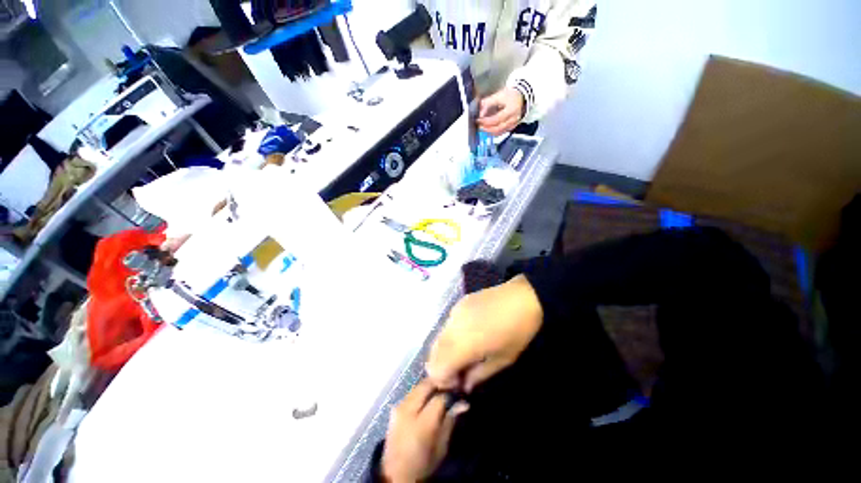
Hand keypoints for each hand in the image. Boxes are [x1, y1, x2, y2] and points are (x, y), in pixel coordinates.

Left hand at [381, 380, 469, 482]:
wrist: (395, 474)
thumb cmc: (423, 465)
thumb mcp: (441, 447)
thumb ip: (450, 421)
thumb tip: (463, 403)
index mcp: (421, 424)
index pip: (439, 398)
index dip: (450, 394)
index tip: (458, 395)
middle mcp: (408, 410)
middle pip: (426, 385)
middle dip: (439, 384)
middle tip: (449, 389)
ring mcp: (399, 407)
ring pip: (418, 386)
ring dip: (429, 387)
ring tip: (439, 393)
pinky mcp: (394, 407)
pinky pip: (411, 392)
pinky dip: (421, 392)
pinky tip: (427, 399)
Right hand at [426, 275, 542, 392]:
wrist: (522, 296)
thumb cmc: (517, 332)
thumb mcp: (502, 361)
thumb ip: (477, 376)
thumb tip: (463, 385)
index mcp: (461, 345)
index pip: (435, 369)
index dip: (444, 381)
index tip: (460, 382)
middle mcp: (450, 328)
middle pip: (433, 354)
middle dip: (444, 366)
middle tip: (463, 369)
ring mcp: (453, 313)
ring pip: (438, 338)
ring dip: (447, 351)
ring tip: (467, 352)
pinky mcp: (458, 304)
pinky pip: (447, 325)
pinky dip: (452, 336)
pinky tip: (469, 333)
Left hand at [477, 87, 525, 135]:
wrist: (521, 95)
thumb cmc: (510, 95)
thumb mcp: (498, 95)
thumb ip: (488, 103)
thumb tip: (480, 112)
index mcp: (511, 110)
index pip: (496, 119)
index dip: (486, 121)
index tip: (478, 120)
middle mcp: (513, 119)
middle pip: (498, 128)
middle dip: (487, 128)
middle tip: (479, 126)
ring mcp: (513, 124)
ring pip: (499, 132)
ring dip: (489, 131)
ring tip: (483, 128)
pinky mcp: (512, 127)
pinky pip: (502, 132)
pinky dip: (494, 132)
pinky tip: (489, 129)